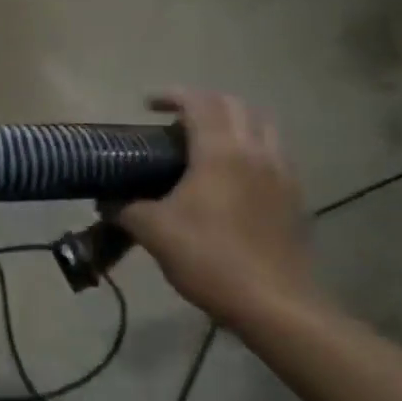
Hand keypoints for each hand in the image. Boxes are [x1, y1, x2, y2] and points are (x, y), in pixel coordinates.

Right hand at [117, 90, 316, 323]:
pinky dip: (252, 147)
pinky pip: (274, 154)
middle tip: (176, 119)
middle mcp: (255, 151)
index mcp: (220, 151)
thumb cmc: (209, 258)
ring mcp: (281, 173)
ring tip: (208, 141)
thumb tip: (106, 200)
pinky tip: (235, 175)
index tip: (148, 105)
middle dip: (203, 102)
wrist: (275, 305)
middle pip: (234, 104)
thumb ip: (126, 208)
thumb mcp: (154, 231)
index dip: (172, 95)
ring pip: (262, 125)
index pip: (198, 102)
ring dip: (233, 121)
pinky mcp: (295, 197)